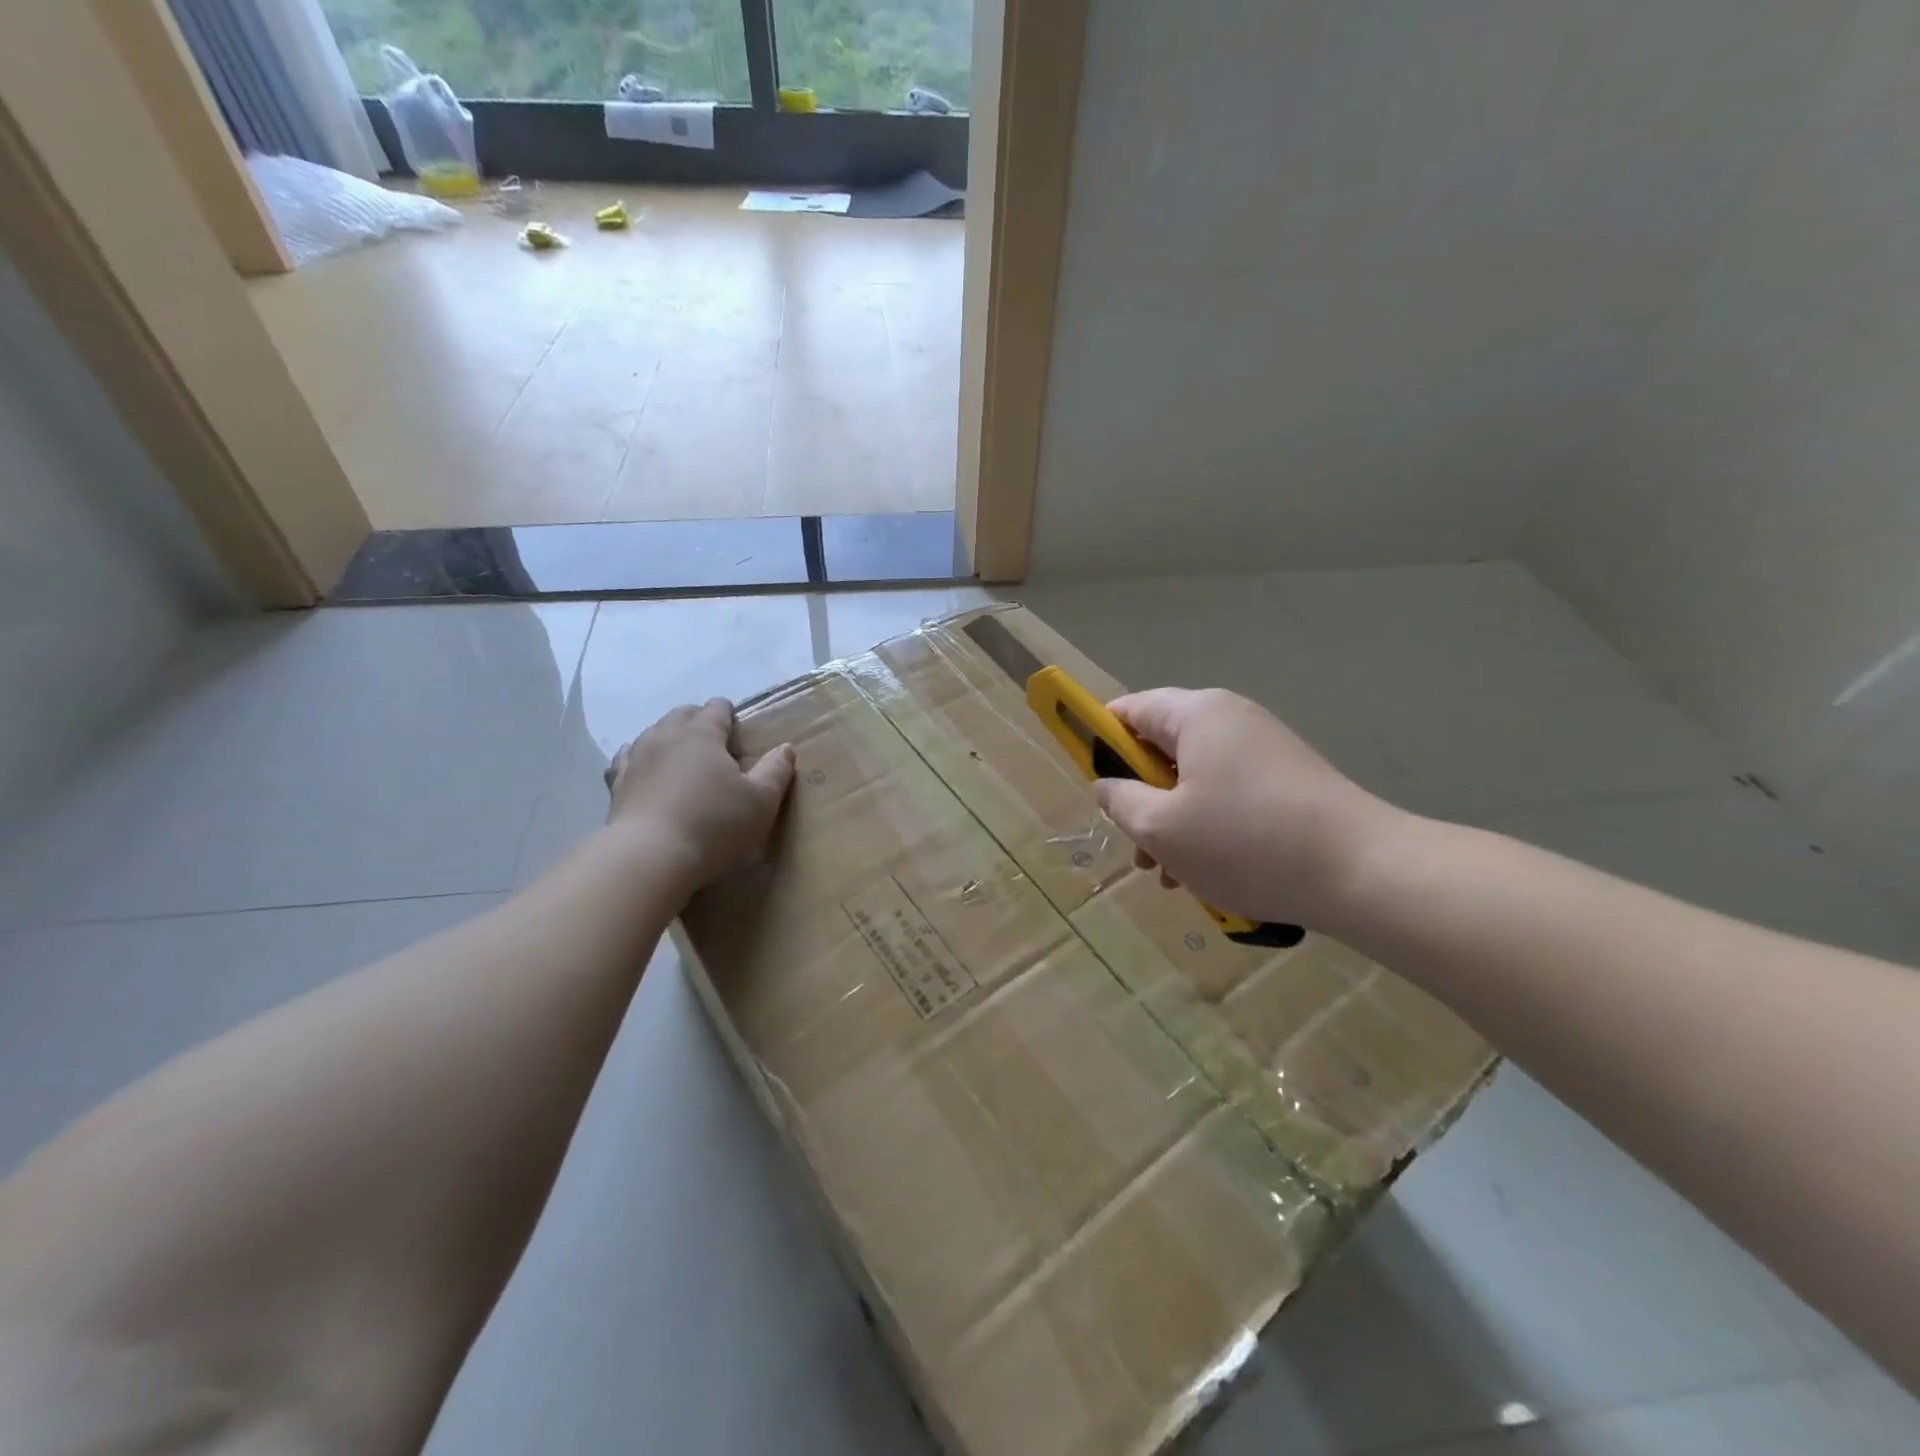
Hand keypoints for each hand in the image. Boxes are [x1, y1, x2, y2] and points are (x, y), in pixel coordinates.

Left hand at [604, 699, 795, 893]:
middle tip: (714, 740)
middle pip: (682, 715)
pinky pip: (626, 759)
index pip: (716, 709)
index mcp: (702, 734)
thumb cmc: (714, 824)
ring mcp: (636, 758)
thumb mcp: (760, 801)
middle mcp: (666, 736)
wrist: (649, 857)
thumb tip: (785, 748)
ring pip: (652, 733)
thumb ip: (775, 771)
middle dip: (698, 720)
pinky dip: (639, 758)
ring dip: (668, 737)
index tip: (736, 725)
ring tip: (681, 754)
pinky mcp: (616, 784)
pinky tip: (644, 769)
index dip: (728, 713)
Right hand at [1094, 688, 1408, 929]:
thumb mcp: (1161, 828)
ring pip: (1195, 780)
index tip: (1094, 788)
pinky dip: (1209, 828)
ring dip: (1173, 823)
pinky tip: (1210, 876)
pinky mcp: (1288, 781)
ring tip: (1171, 875)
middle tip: (1136, 848)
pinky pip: (1229, 795)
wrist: (1362, 873)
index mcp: (1196, 715)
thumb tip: (1108, 786)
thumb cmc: (1245, 842)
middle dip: (1141, 799)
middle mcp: (1231, 720)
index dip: (1100, 742)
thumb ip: (1120, 800)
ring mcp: (1264, 750)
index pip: (1129, 709)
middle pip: (1162, 748)